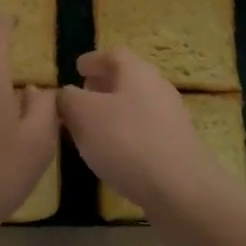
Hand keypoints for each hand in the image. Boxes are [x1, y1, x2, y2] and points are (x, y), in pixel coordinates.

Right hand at [57, 48, 232, 216]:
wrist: (180, 190)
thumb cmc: (126, 142)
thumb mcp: (83, 116)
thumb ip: (68, 99)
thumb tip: (65, 93)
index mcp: (137, 72)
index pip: (113, 55)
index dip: (93, 60)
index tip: (77, 68)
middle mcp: (158, 88)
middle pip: (128, 78)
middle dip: (103, 84)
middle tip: (82, 94)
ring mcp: (172, 118)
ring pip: (137, 104)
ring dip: (115, 110)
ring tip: (93, 126)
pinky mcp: (177, 146)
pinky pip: (146, 129)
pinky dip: (127, 132)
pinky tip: (114, 152)